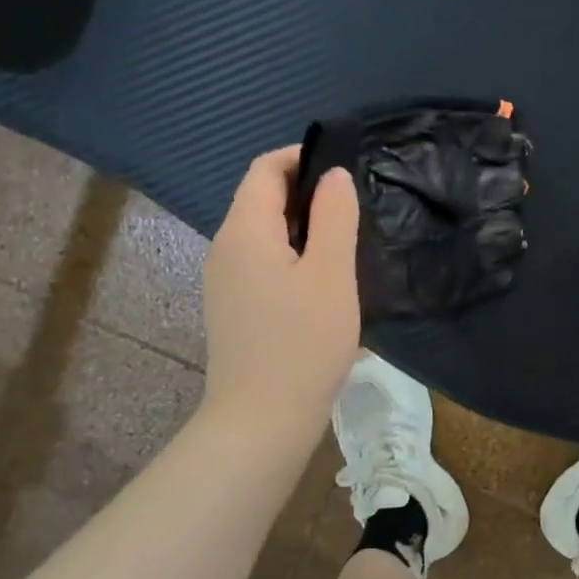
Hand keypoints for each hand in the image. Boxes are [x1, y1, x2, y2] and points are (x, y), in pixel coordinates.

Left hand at [200, 147, 359, 442]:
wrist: (262, 419)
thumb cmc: (303, 342)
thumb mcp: (331, 274)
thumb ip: (334, 217)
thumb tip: (334, 176)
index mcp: (244, 231)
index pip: (264, 170)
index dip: (302, 159)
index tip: (345, 171)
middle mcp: (224, 248)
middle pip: (261, 201)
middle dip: (306, 195)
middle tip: (354, 211)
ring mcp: (224, 282)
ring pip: (264, 236)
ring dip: (302, 230)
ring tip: (345, 247)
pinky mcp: (233, 310)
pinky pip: (263, 266)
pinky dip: (292, 259)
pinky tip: (322, 287)